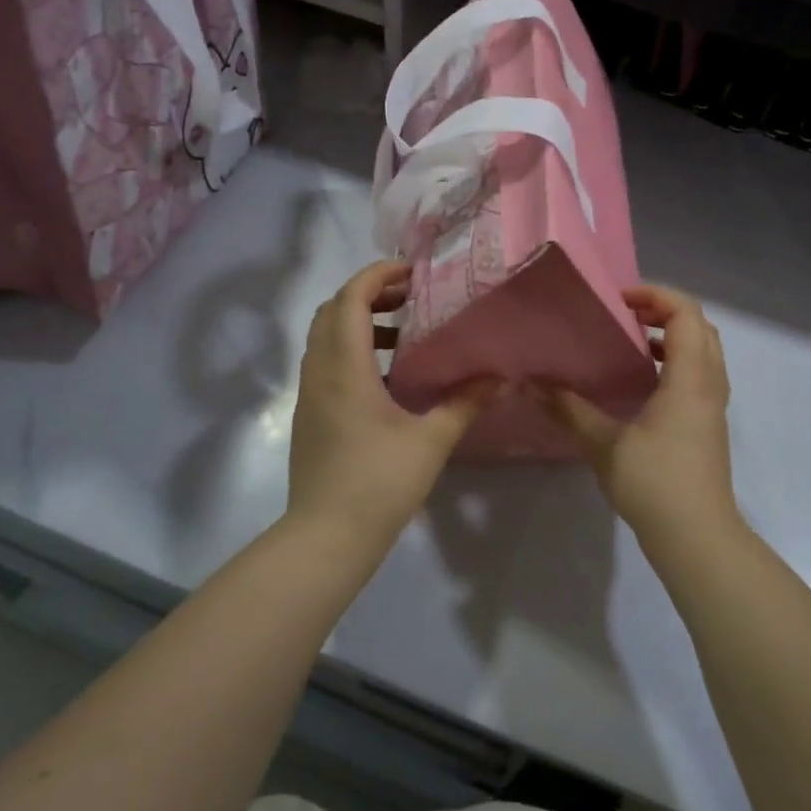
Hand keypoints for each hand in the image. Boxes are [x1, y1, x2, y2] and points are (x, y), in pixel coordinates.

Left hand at [287, 261, 499, 546]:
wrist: (326, 538)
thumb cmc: (379, 484)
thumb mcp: (431, 441)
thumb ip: (465, 403)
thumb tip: (500, 378)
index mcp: (344, 368)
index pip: (349, 299)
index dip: (377, 275)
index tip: (412, 272)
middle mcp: (319, 373)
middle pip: (331, 311)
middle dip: (368, 294)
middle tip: (410, 297)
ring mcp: (309, 395)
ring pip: (325, 338)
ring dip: (359, 323)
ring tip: (405, 333)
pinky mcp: (309, 416)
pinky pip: (326, 364)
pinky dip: (352, 351)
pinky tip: (389, 376)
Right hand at [541, 286, 739, 542]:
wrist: (698, 538)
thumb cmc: (656, 485)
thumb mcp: (605, 445)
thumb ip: (570, 410)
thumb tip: (533, 384)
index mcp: (690, 379)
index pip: (686, 314)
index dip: (655, 295)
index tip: (617, 300)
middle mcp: (709, 384)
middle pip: (699, 327)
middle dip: (663, 311)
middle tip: (623, 315)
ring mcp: (712, 406)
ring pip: (701, 352)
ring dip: (670, 337)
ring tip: (628, 341)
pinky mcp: (707, 425)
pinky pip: (697, 375)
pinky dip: (673, 362)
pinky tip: (638, 382)